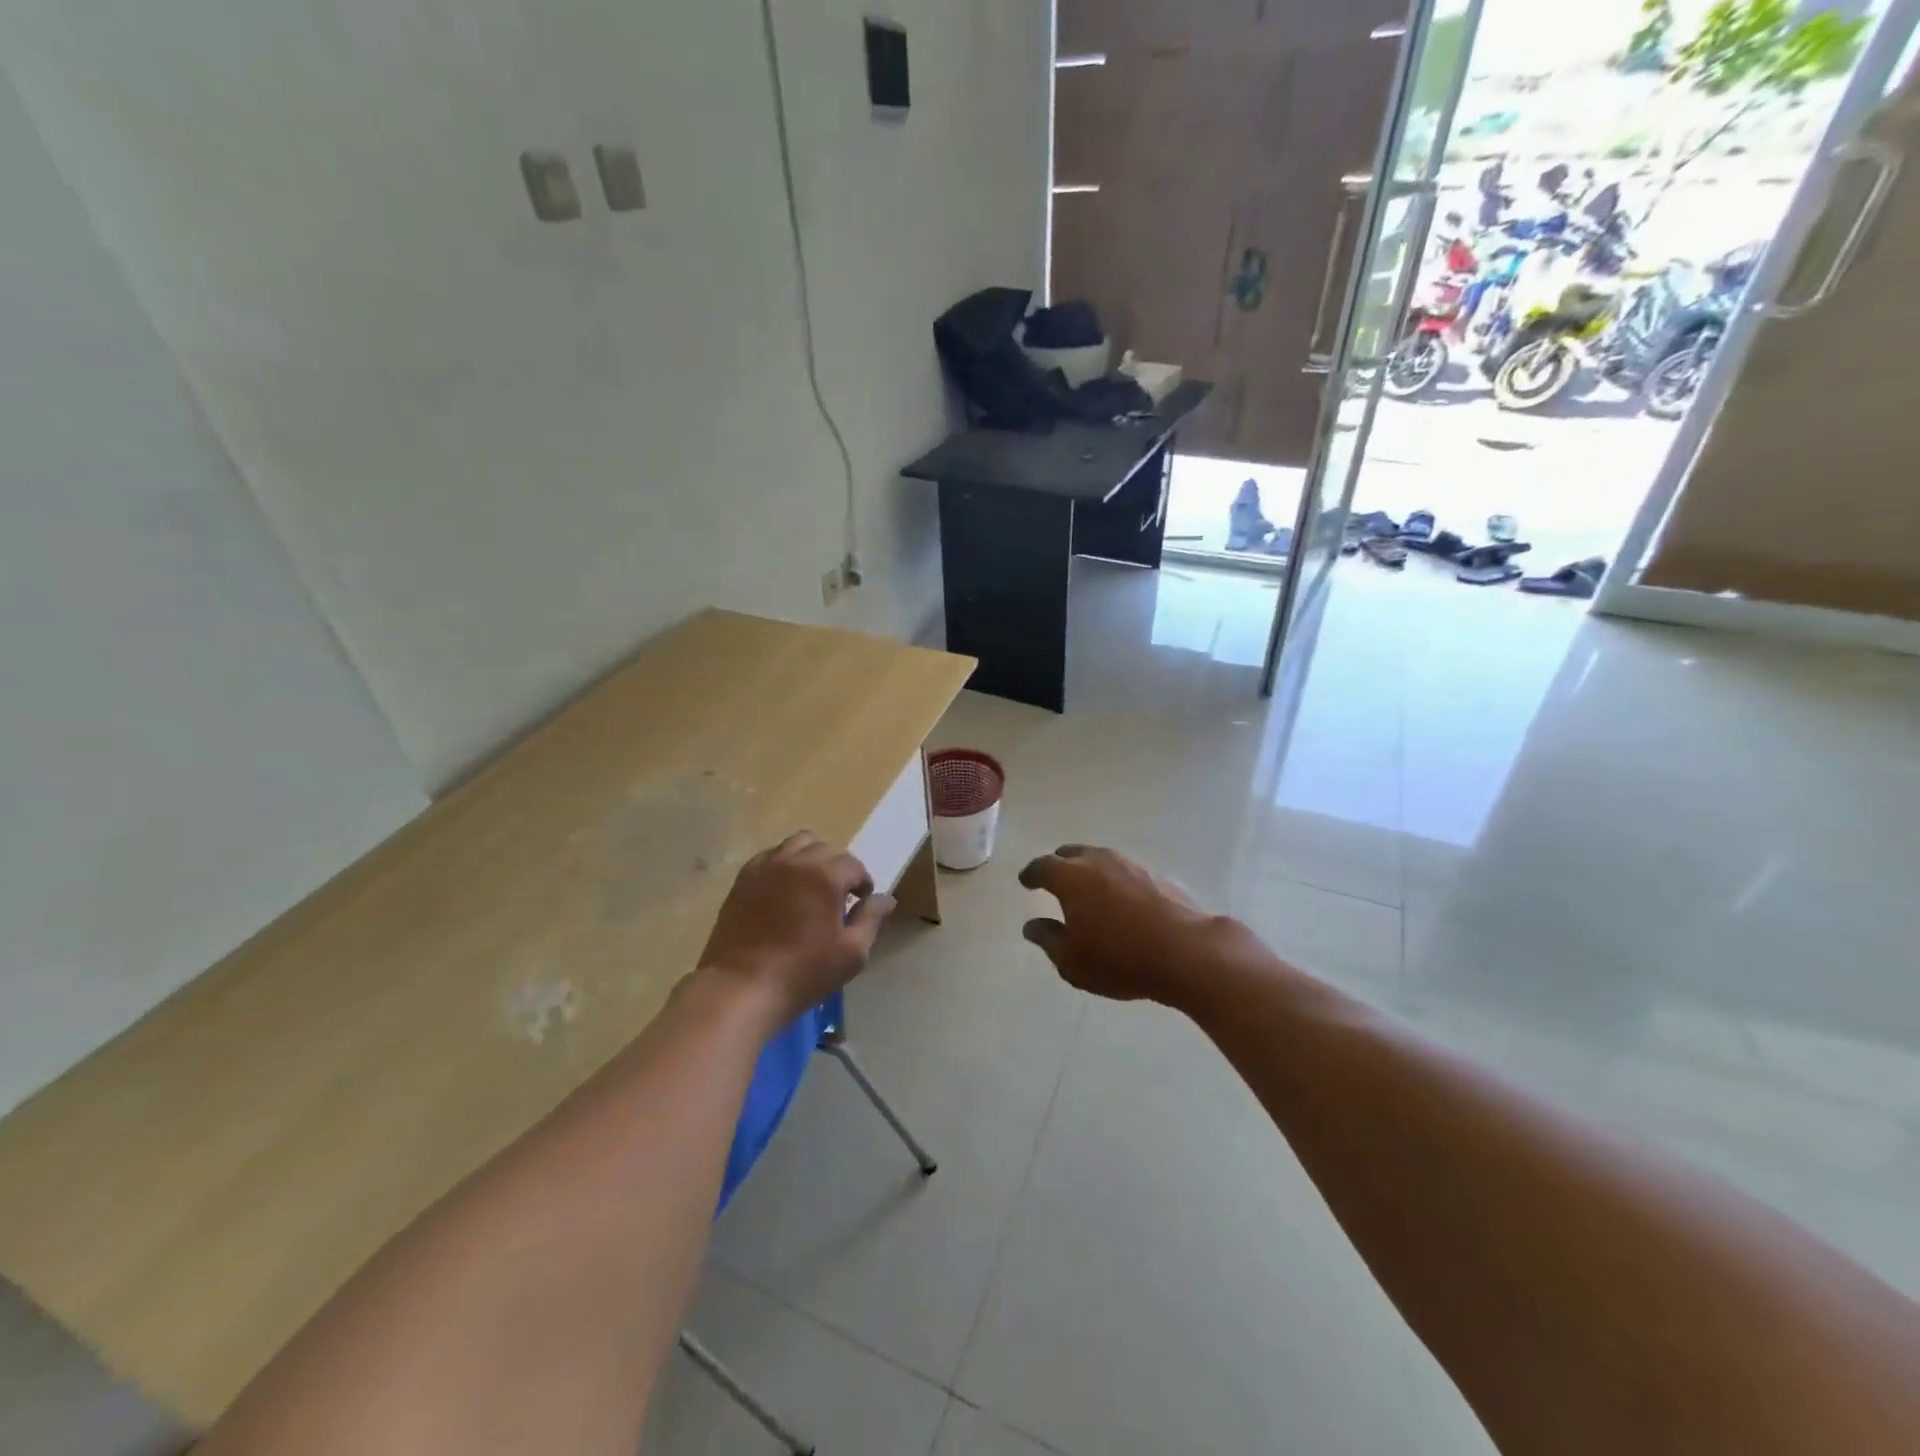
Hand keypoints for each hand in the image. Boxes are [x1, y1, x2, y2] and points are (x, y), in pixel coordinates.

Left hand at [698, 832, 894, 1025]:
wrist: (742, 986)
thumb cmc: (803, 972)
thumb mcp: (852, 952)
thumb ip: (871, 919)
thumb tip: (885, 898)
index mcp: (826, 875)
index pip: (853, 865)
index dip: (862, 882)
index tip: (861, 902)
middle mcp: (796, 860)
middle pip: (827, 849)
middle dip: (839, 868)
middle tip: (838, 896)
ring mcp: (766, 866)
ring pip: (797, 844)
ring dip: (811, 858)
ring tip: (812, 885)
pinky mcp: (743, 878)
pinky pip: (770, 856)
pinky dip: (784, 864)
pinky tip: (784, 890)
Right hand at [1019, 845, 1243, 1007]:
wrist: (1187, 952)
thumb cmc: (1119, 959)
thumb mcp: (1072, 961)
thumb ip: (1048, 939)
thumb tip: (1032, 925)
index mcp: (1071, 877)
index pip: (1042, 866)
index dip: (1031, 874)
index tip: (1026, 882)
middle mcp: (1099, 861)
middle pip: (1071, 853)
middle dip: (1059, 864)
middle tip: (1054, 880)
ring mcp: (1132, 864)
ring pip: (1101, 859)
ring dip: (1090, 871)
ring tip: (1088, 890)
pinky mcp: (1158, 875)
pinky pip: (1127, 872)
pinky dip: (1117, 882)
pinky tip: (1122, 901)